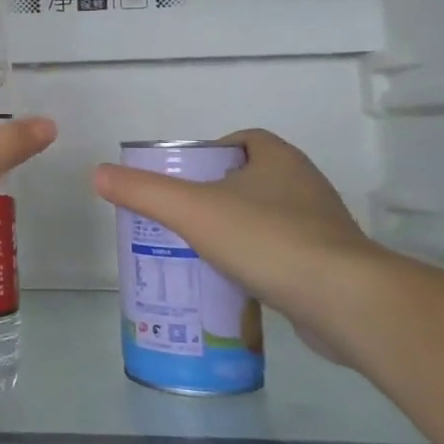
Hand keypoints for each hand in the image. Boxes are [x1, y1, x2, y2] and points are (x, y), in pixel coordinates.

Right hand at [93, 130, 388, 359]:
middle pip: (250, 181)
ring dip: (236, 231)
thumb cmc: (267, 240)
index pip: (241, 141)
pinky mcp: (330, 265)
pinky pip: (283, 254)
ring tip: (198, 252)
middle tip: (180, 218)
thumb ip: (143, 192)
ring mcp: (322, 227)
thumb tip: (97, 173)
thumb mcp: (192, 211)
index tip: (182, 180)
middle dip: (216, 196)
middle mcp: (304, 185)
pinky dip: (258, 263)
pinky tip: (233, 283)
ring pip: (267, 219)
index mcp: (278, 159)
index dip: (209, 154)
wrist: (346, 302)